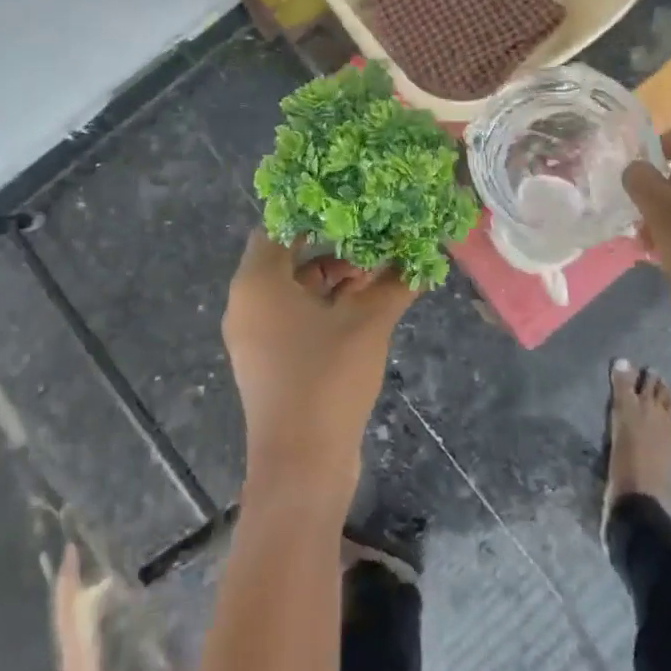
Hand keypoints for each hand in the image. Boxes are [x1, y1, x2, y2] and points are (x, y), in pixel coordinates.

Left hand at [223, 230, 416, 503]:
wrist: (301, 467)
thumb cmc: (326, 379)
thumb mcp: (368, 323)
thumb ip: (395, 283)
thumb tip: (423, 256)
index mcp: (257, 282)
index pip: (278, 225)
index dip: (314, 212)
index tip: (350, 203)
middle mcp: (247, 302)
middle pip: (289, 256)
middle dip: (332, 247)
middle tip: (373, 237)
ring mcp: (255, 335)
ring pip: (294, 288)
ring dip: (333, 279)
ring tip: (377, 273)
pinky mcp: (268, 360)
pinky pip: (294, 316)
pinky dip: (324, 306)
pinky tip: (366, 306)